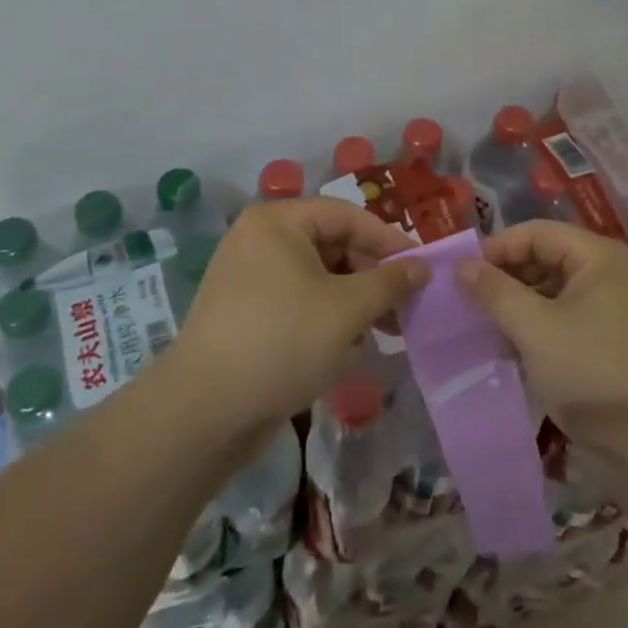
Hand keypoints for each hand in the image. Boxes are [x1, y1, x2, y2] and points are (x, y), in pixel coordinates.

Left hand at [170, 198, 425, 438]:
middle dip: (372, 276)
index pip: (347, 215)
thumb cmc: (283, 341)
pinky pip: (298, 301)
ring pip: (318, 277)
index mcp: (278, 222)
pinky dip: (327, 316)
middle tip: (406, 306)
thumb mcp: (347, 309)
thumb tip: (422, 267)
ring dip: (355, 300)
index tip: (422, 269)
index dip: (389, 240)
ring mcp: (249, 278)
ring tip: (385, 330)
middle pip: (332, 244)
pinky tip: (349, 345)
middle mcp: (260, 240)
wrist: (205, 411)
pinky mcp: (246, 313)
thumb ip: (389, 282)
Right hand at [456, 220, 627, 453]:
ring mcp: (613, 308)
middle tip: (467, 302)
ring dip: (517, 304)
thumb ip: (495, 292)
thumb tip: (461, 266)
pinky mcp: (610, 340)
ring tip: (483, 326)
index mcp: (599, 257)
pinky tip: (509, 347)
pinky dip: (536, 326)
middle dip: (505, 277)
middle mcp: (609, 273)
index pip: (536, 232)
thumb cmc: (593, 371)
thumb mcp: (535, 329)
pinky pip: (564, 317)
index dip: (496, 248)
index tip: (459, 274)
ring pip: (552, 290)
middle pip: (546, 257)